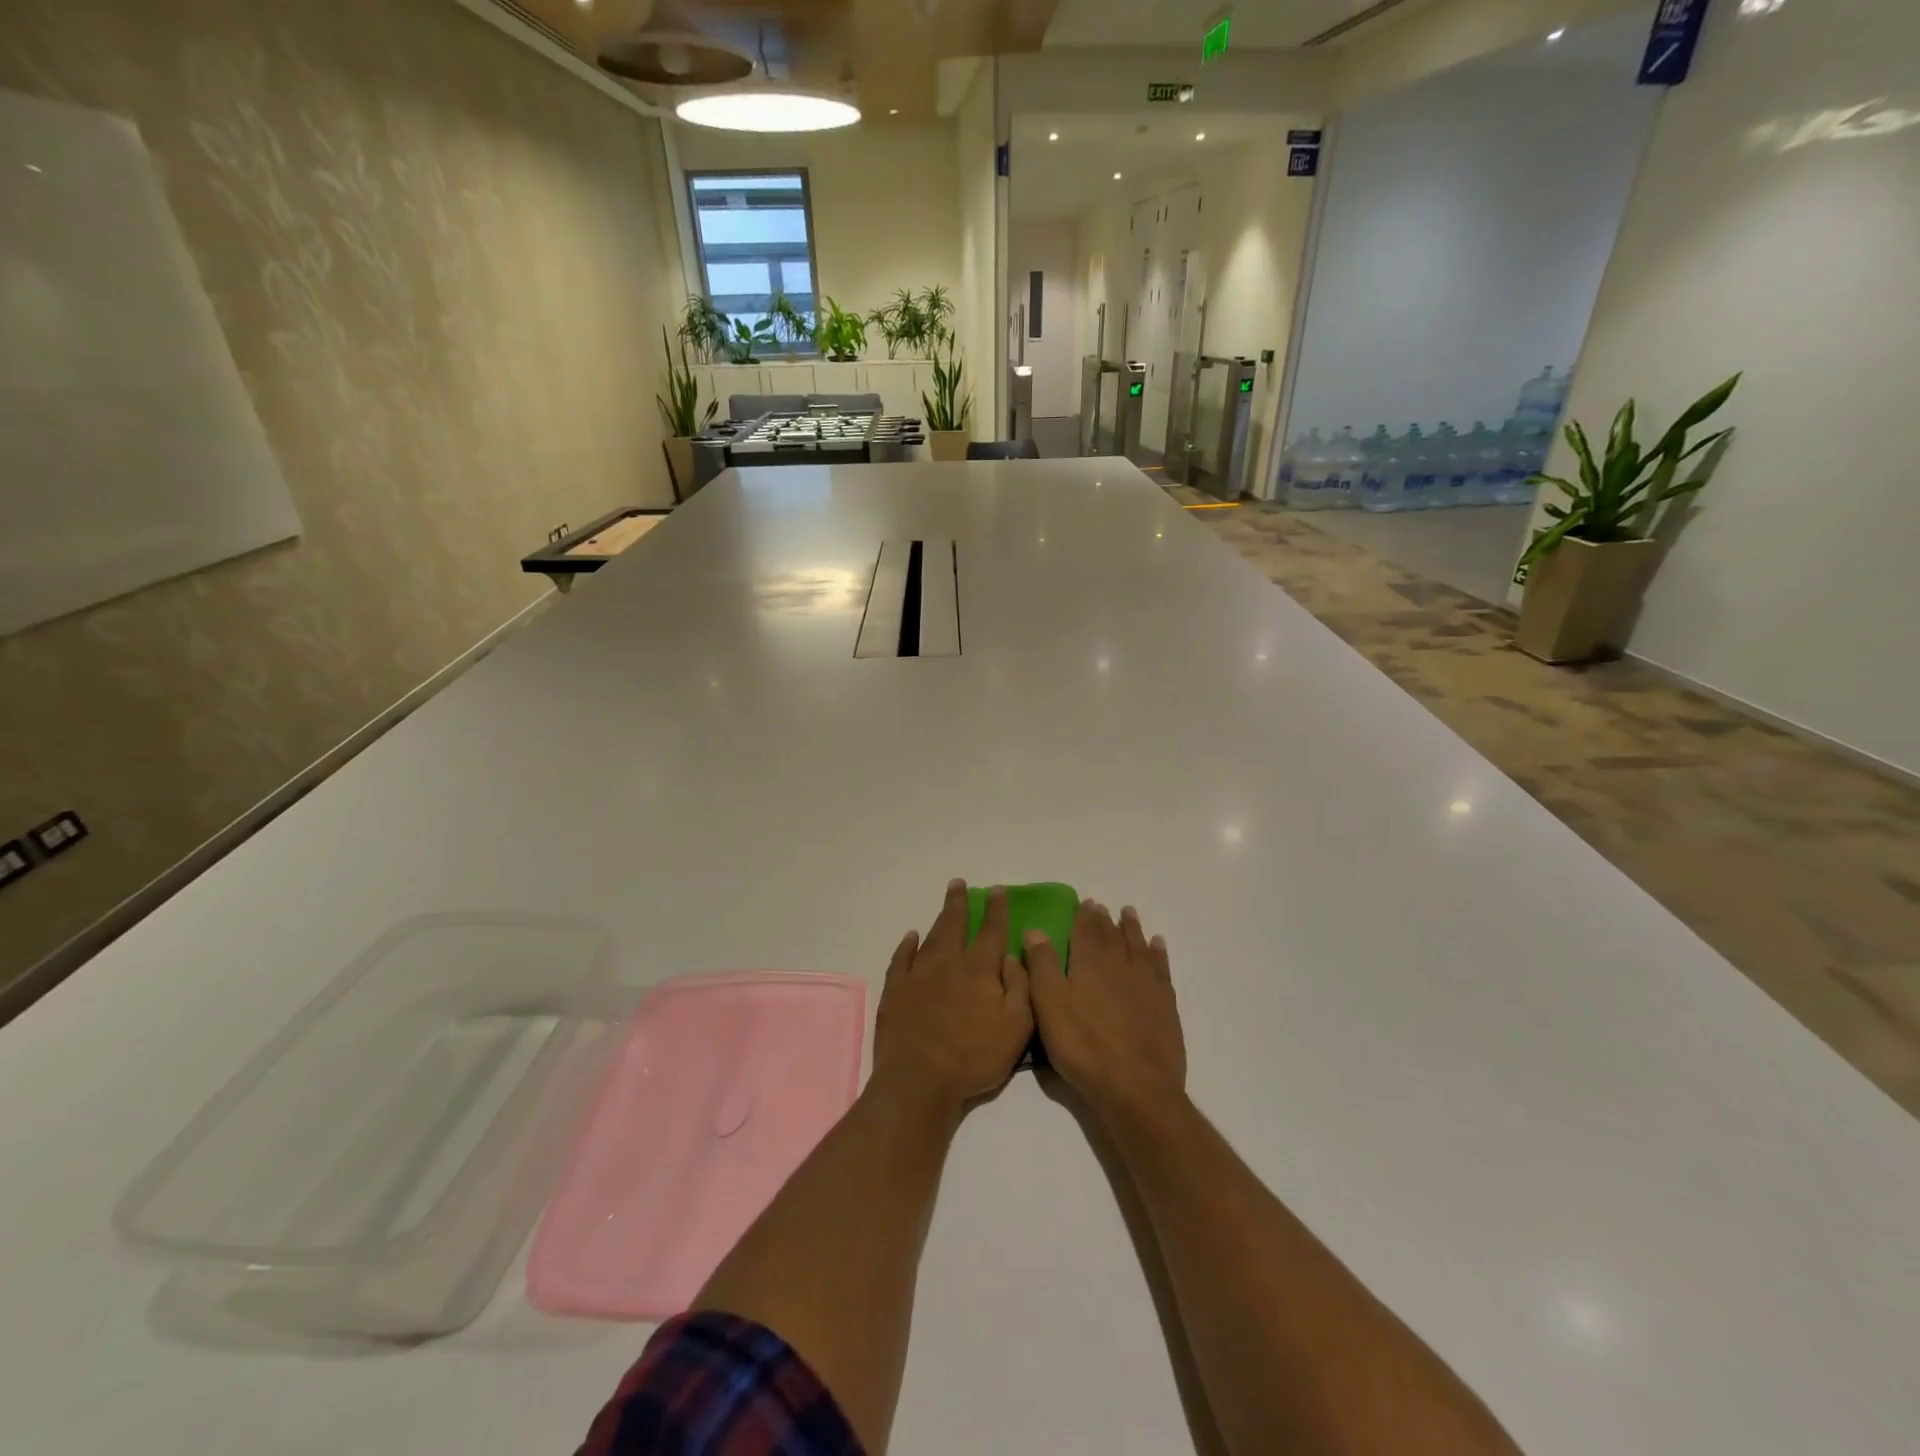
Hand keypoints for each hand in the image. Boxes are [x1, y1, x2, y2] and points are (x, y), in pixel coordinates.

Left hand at [870, 880, 1033, 1116]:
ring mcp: (918, 975)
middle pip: (954, 924)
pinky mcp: (895, 991)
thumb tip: (1013, 954)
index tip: (998, 890)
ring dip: (939, 918)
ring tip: (945, 903)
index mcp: (979, 970)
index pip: (991, 931)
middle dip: (959, 902)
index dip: (996, 909)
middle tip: (958, 883)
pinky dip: (906, 945)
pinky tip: (910, 937)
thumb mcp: (1016, 1026)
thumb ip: (1020, 986)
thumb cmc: (974, 1057)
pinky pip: (901, 959)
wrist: (920, 1081)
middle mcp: (948, 963)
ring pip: (930, 937)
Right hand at [1026, 900, 1184, 1122]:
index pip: (1085, 930)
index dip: (1084, 916)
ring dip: (1132, 928)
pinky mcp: (1165, 1004)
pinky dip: (1158, 952)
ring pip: (1138, 946)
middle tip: (1103, 907)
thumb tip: (1036, 930)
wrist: (1136, 1087)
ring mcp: (1146, 983)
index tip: (1085, 902)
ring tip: (1129, 914)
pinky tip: (1157, 945)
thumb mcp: (1050, 1006)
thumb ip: (1042, 966)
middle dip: (1105, 920)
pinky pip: (1161, 967)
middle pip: (1112, 935)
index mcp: (1089, 963)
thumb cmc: (1084, 1046)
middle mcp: (1119, 964)